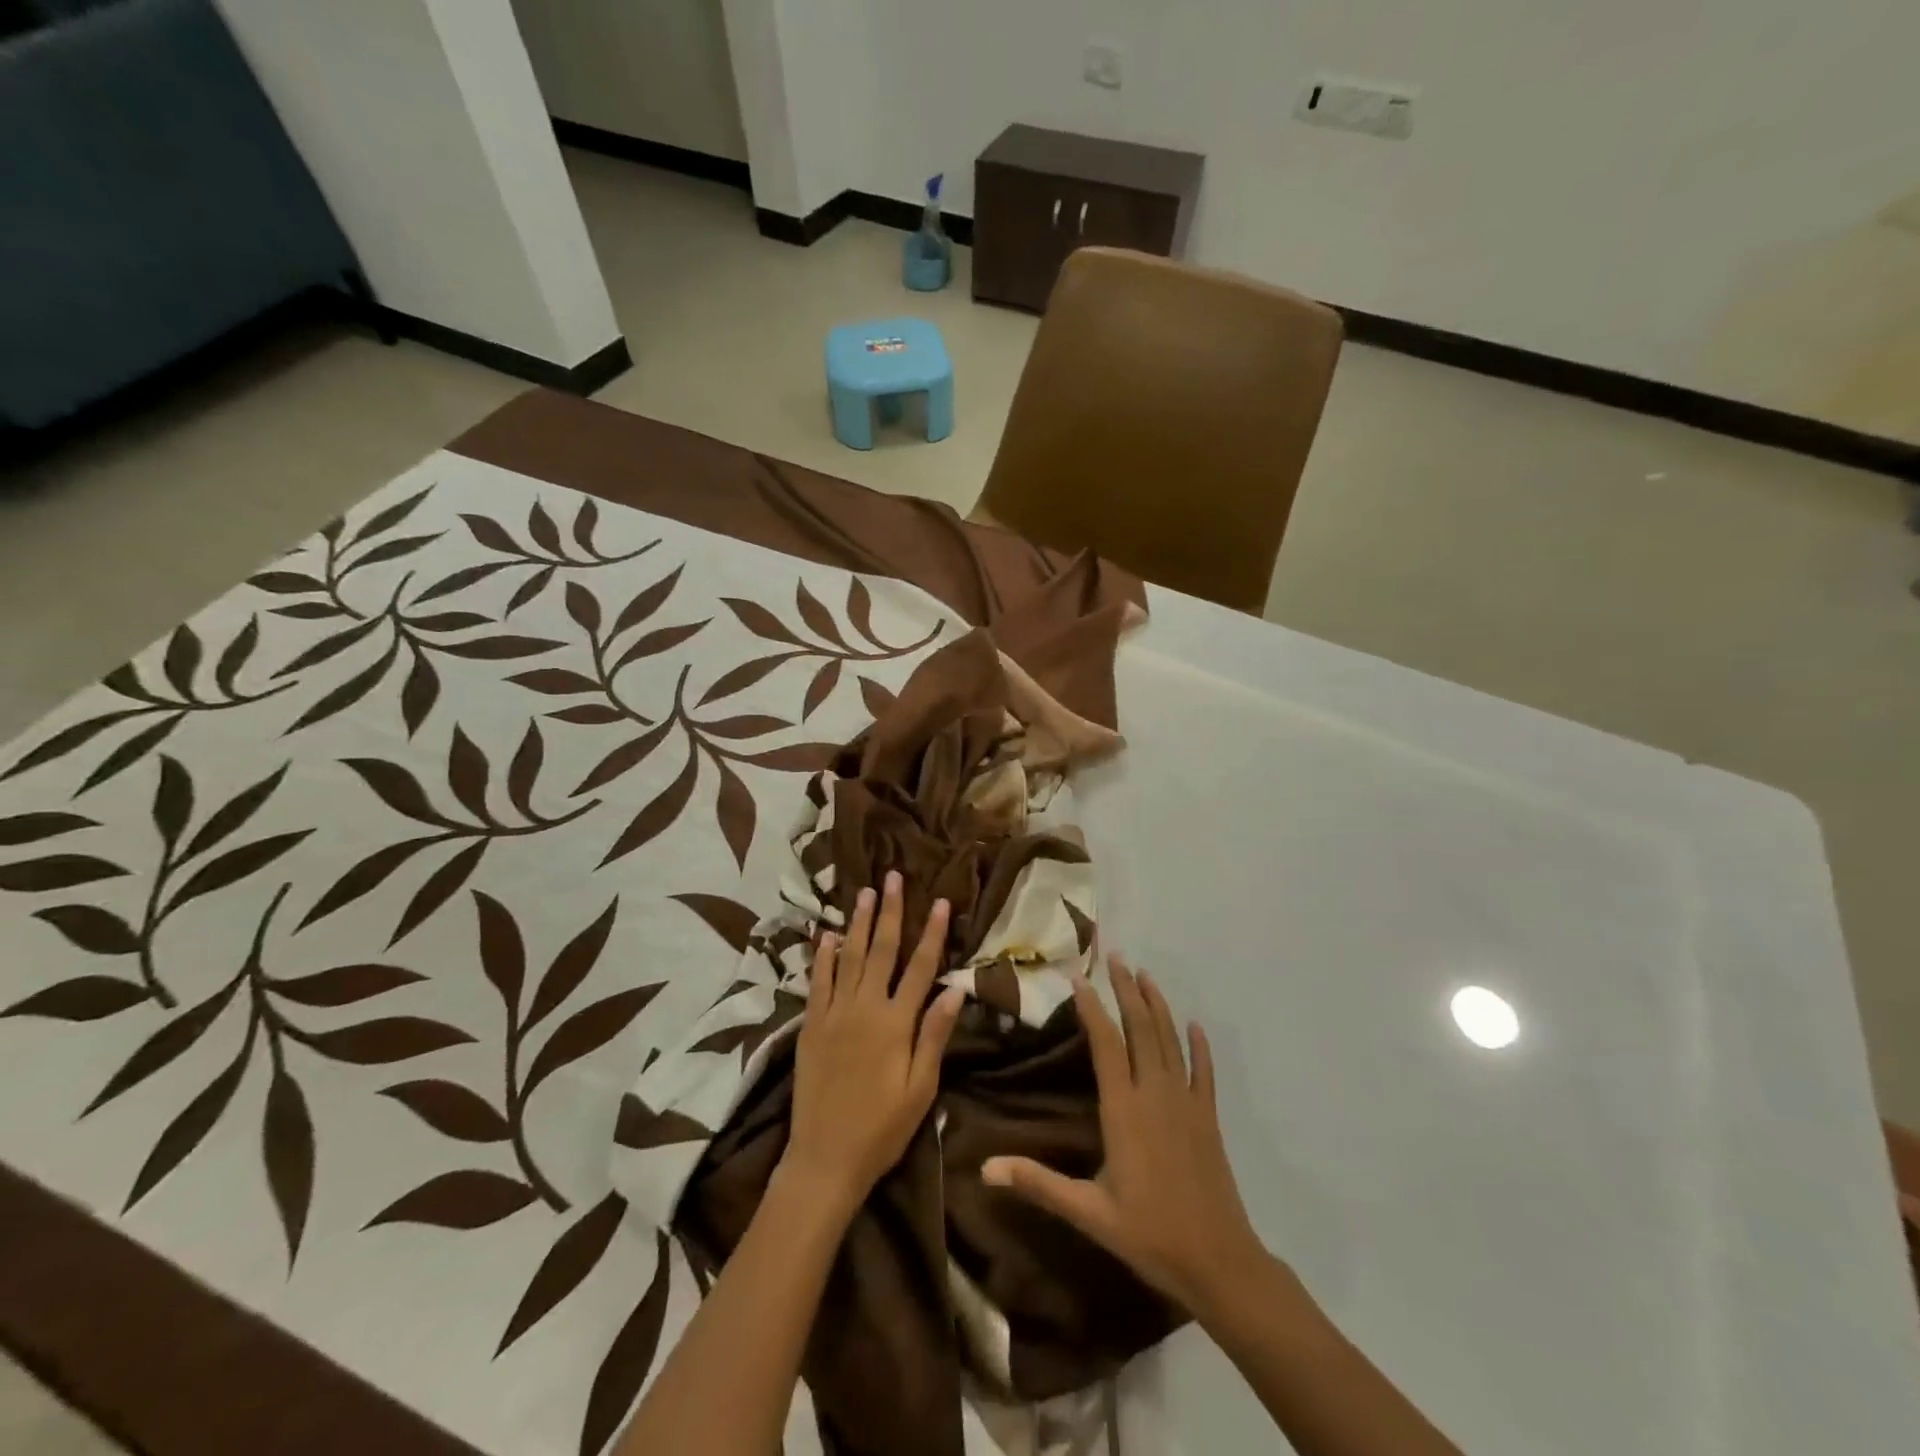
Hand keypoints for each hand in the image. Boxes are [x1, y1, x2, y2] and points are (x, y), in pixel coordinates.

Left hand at [780, 871, 964, 1216]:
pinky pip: (817, 982)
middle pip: (881, 950)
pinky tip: (826, 935)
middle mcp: (864, 1008)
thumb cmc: (882, 1128)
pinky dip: (822, 956)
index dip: (932, 932)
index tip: (939, 901)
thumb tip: (954, 988)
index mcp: (896, 1022)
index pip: (920, 966)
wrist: (825, 1159)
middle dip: (889, 911)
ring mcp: (833, 1014)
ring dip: (856, 922)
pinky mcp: (811, 1026)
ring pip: (847, 957)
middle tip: (891, 877)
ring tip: (863, 892)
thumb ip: (935, 1035)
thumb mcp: (921, 1088)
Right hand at [983, 955, 1265, 1316]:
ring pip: (1170, 1041)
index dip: (1092, 1008)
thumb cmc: (1149, 1235)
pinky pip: (1204, 1072)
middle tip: (1116, 956)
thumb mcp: (1088, 1212)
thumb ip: (1038, 1183)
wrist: (1219, 1263)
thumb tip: (985, 1169)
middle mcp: (1155, 1094)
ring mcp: (1187, 1103)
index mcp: (1124, 1110)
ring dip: (1158, 1005)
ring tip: (1145, 974)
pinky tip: (1195, 1025)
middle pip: (1141, 1029)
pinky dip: (1199, 1046)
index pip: (1106, 1045)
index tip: (1079, 977)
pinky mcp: (1208, 1118)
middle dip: (1127, 990)